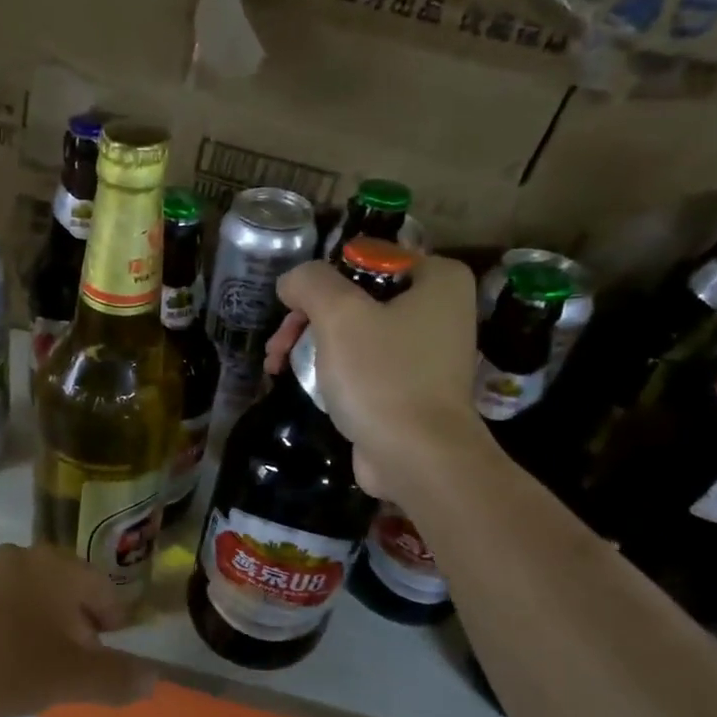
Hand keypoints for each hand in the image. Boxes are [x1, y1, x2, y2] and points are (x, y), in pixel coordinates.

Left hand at [0, 544, 157, 716]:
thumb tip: (154, 677)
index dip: (113, 631)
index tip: (104, 666)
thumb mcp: (66, 678)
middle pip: (70, 595)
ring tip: (32, 676)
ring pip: (34, 601)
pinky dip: (9, 633)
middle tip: (70, 676)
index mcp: (61, 568)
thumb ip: (115, 677)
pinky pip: (0, 607)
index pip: (107, 594)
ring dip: (42, 635)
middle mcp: (28, 557)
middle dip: (77, 635)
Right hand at [267, 255, 485, 495]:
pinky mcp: (411, 386)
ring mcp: (427, 350)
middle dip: (307, 319)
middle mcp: (439, 308)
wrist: (417, 457)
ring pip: (354, 331)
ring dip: (311, 345)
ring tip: (278, 368)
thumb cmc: (383, 376)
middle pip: (355, 297)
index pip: (365, 258)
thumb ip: (310, 282)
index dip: (322, 282)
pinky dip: (333, 369)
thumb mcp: (339, 315)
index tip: (292, 310)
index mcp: (436, 279)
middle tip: (278, 346)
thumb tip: (291, 282)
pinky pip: (363, 363)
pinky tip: (304, 384)